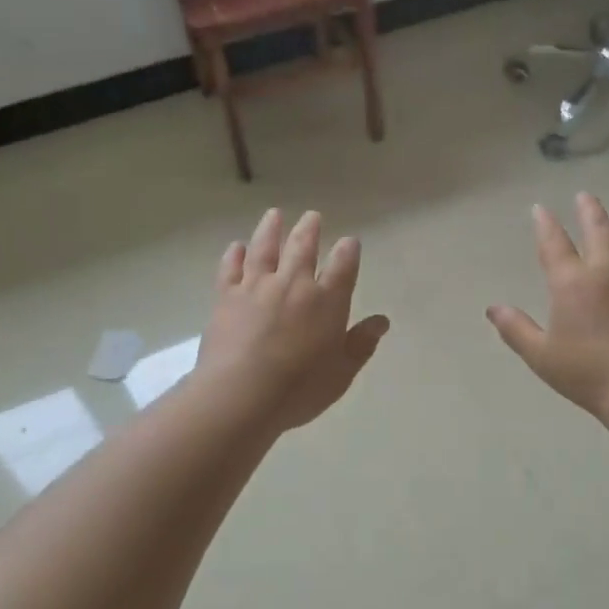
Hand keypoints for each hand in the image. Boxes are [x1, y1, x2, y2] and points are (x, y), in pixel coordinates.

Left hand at [196, 209, 390, 432]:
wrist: (241, 394)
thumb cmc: (299, 389)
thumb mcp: (341, 372)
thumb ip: (361, 344)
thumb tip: (381, 321)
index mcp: (327, 301)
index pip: (343, 266)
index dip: (348, 250)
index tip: (349, 241)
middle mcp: (294, 284)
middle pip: (303, 247)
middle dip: (310, 229)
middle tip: (312, 216)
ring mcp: (257, 287)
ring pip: (265, 248)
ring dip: (271, 229)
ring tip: (274, 214)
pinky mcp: (226, 296)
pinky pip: (231, 268)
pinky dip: (235, 255)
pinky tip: (237, 247)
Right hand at [487, 193, 608, 420]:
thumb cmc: (589, 375)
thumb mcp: (541, 356)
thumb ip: (515, 329)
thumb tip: (493, 308)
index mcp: (573, 283)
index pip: (554, 244)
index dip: (545, 224)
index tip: (540, 208)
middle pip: (598, 230)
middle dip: (589, 210)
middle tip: (585, 195)